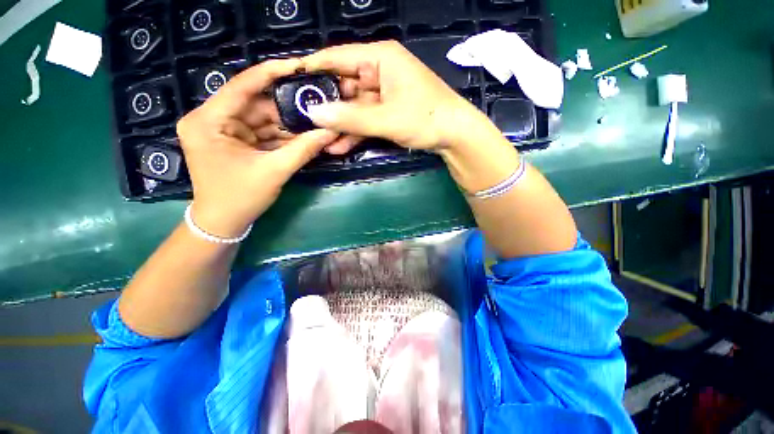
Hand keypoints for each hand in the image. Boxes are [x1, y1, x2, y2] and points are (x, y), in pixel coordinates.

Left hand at [176, 59, 338, 237]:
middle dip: (287, 109)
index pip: (242, 85)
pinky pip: (262, 133)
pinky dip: (282, 137)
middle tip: (316, 106)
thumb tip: (330, 132)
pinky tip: (303, 138)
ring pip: (262, 119)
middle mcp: (211, 119)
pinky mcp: (234, 141)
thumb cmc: (240, 197)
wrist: (224, 222)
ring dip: (288, 125)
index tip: (299, 66)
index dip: (272, 73)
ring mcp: (223, 131)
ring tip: (315, 124)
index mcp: (209, 120)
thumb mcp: (274, 172)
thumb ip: (303, 149)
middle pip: (256, 104)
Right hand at [301, 41, 491, 152]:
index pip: (338, 58)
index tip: (290, 83)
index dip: (313, 70)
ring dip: (339, 125)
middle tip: (303, 122)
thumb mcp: (387, 119)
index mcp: (380, 59)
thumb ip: (351, 118)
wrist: (454, 135)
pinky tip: (338, 146)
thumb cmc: (426, 118)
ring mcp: (383, 95)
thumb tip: (314, 113)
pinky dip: (353, 133)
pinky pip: (365, 121)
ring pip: (353, 108)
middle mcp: (379, 72)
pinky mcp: (387, 112)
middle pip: (344, 87)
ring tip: (318, 141)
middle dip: (326, 107)